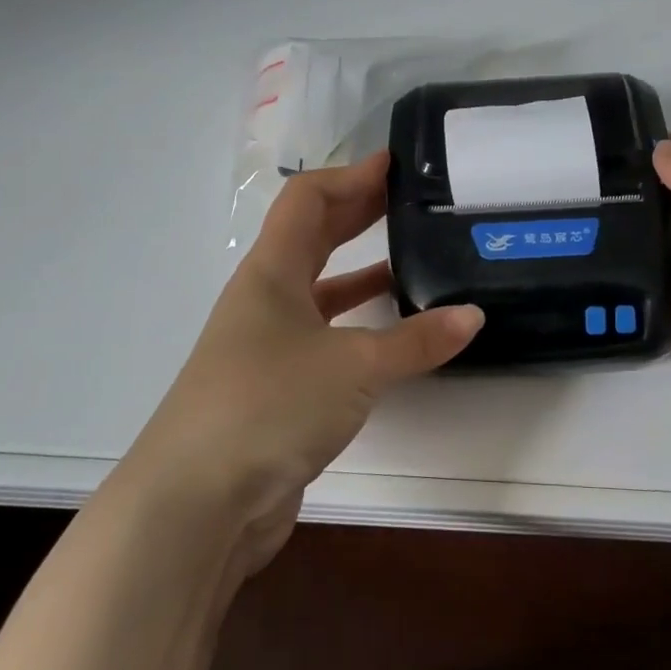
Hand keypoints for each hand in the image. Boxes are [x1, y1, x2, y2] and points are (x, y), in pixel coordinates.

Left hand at [132, 151, 483, 574]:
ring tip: (415, 259)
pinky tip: (396, 335)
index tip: (397, 165)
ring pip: (321, 291)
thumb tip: (473, 316)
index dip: (350, 175)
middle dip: (359, 213)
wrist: (197, 504)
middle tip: (412, 200)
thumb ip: (415, 341)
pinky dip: (360, 326)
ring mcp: (268, 346)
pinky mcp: (278, 389)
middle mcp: (265, 300)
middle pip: (313, 238)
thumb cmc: (268, 406)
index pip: (307, 199)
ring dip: (361, 272)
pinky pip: (327, 339)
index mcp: (270, 273)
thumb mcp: (353, 367)